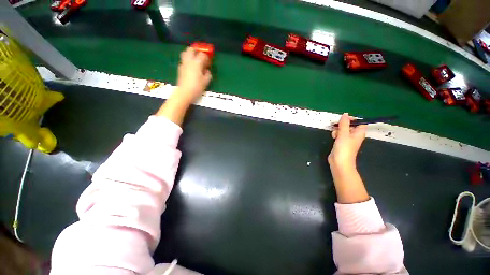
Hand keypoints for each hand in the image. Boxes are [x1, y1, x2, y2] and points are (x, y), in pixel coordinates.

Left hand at [155, 47, 211, 124]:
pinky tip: (191, 68)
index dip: (207, 57)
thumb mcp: (206, 82)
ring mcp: (183, 64)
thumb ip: (208, 74)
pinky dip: (188, 61)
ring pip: (185, 53)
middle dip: (196, 50)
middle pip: (191, 49)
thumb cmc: (197, 87)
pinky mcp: (180, 69)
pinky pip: (184, 60)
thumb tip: (207, 71)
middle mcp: (189, 61)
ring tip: (196, 60)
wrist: (184, 93)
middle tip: (201, 56)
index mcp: (196, 63)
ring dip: (191, 54)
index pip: (202, 55)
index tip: (209, 62)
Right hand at [328, 113, 365, 168]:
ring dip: (338, 130)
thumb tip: (345, 114)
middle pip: (349, 125)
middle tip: (337, 127)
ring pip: (343, 130)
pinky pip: (339, 135)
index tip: (344, 120)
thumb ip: (344, 124)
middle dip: (342, 125)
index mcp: (359, 133)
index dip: (352, 119)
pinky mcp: (341, 143)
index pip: (359, 122)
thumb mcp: (343, 134)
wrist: (339, 162)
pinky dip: (336, 135)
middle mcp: (354, 135)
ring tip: (335, 134)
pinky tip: (333, 137)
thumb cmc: (344, 148)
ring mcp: (347, 140)